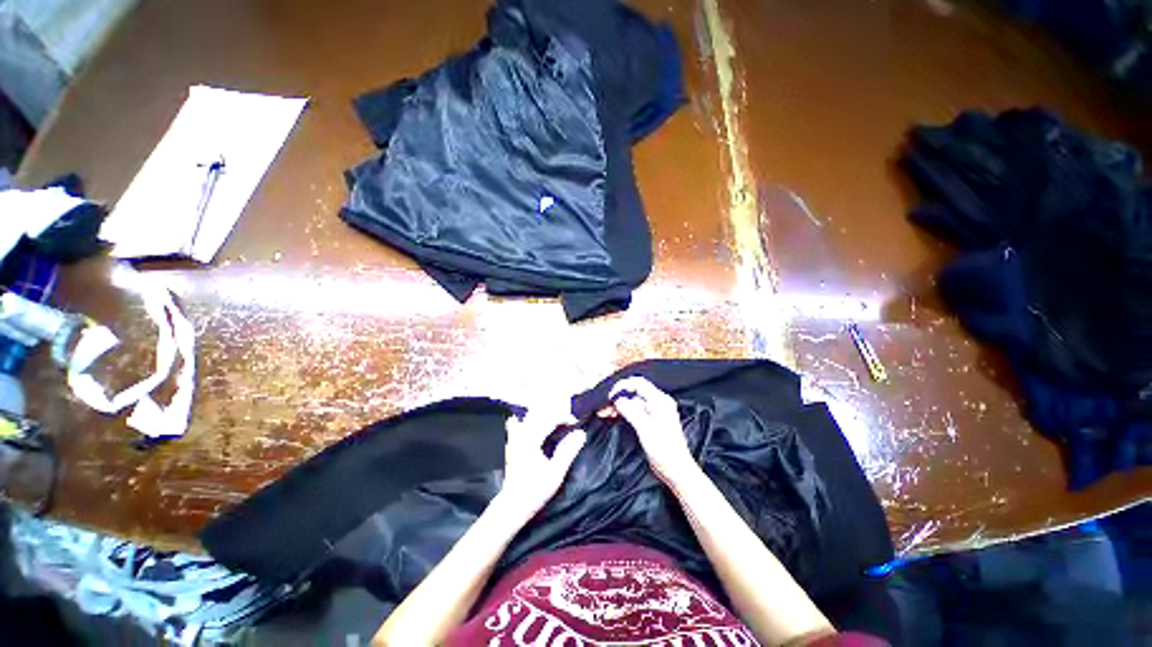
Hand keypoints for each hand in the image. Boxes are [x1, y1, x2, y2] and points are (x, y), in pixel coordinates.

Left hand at [497, 402, 586, 519]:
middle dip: (556, 415)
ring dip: (548, 418)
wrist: (512, 506)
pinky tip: (548, 432)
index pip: (550, 418)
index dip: (565, 417)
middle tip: (569, 422)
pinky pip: (528, 425)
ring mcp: (517, 438)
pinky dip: (540, 424)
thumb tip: (581, 434)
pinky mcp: (516, 443)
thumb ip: (568, 451)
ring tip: (561, 425)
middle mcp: (522, 435)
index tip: (576, 423)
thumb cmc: (534, 491)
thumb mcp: (556, 473)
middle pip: (540, 414)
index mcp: (531, 440)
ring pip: (533, 417)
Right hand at [607, 377, 697, 486]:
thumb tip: (617, 399)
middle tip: (604, 407)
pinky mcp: (651, 421)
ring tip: (605, 413)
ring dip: (619, 406)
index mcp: (660, 400)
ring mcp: (655, 412)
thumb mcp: (645, 428)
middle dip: (618, 397)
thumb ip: (631, 410)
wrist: (676, 470)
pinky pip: (635, 411)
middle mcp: (658, 402)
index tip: (610, 396)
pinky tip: (613, 417)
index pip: (638, 383)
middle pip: (634, 392)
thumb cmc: (664, 450)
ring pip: (633, 402)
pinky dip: (624, 412)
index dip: (622, 386)